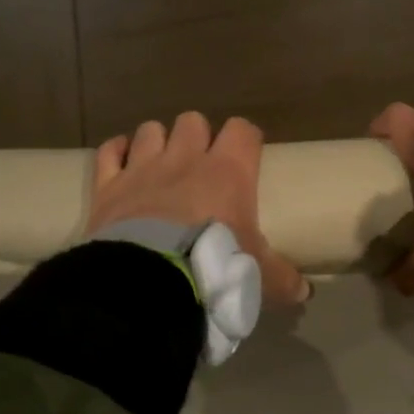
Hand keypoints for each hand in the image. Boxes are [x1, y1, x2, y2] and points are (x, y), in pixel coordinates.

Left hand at [88, 112, 308, 305]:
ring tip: (160, 164)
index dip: (245, 138)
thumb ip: (282, 279)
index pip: (242, 131)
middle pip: (193, 121)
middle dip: (197, 137)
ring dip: (157, 142)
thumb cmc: (214, 267)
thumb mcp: (257, 276)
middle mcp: (185, 158)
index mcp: (228, 172)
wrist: (150, 280)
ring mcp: (143, 167)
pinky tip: (121, 163)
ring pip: (151, 130)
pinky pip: (109, 152)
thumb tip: (305, 292)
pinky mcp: (109, 184)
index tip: (247, 154)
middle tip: (200, 164)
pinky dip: (116, 153)